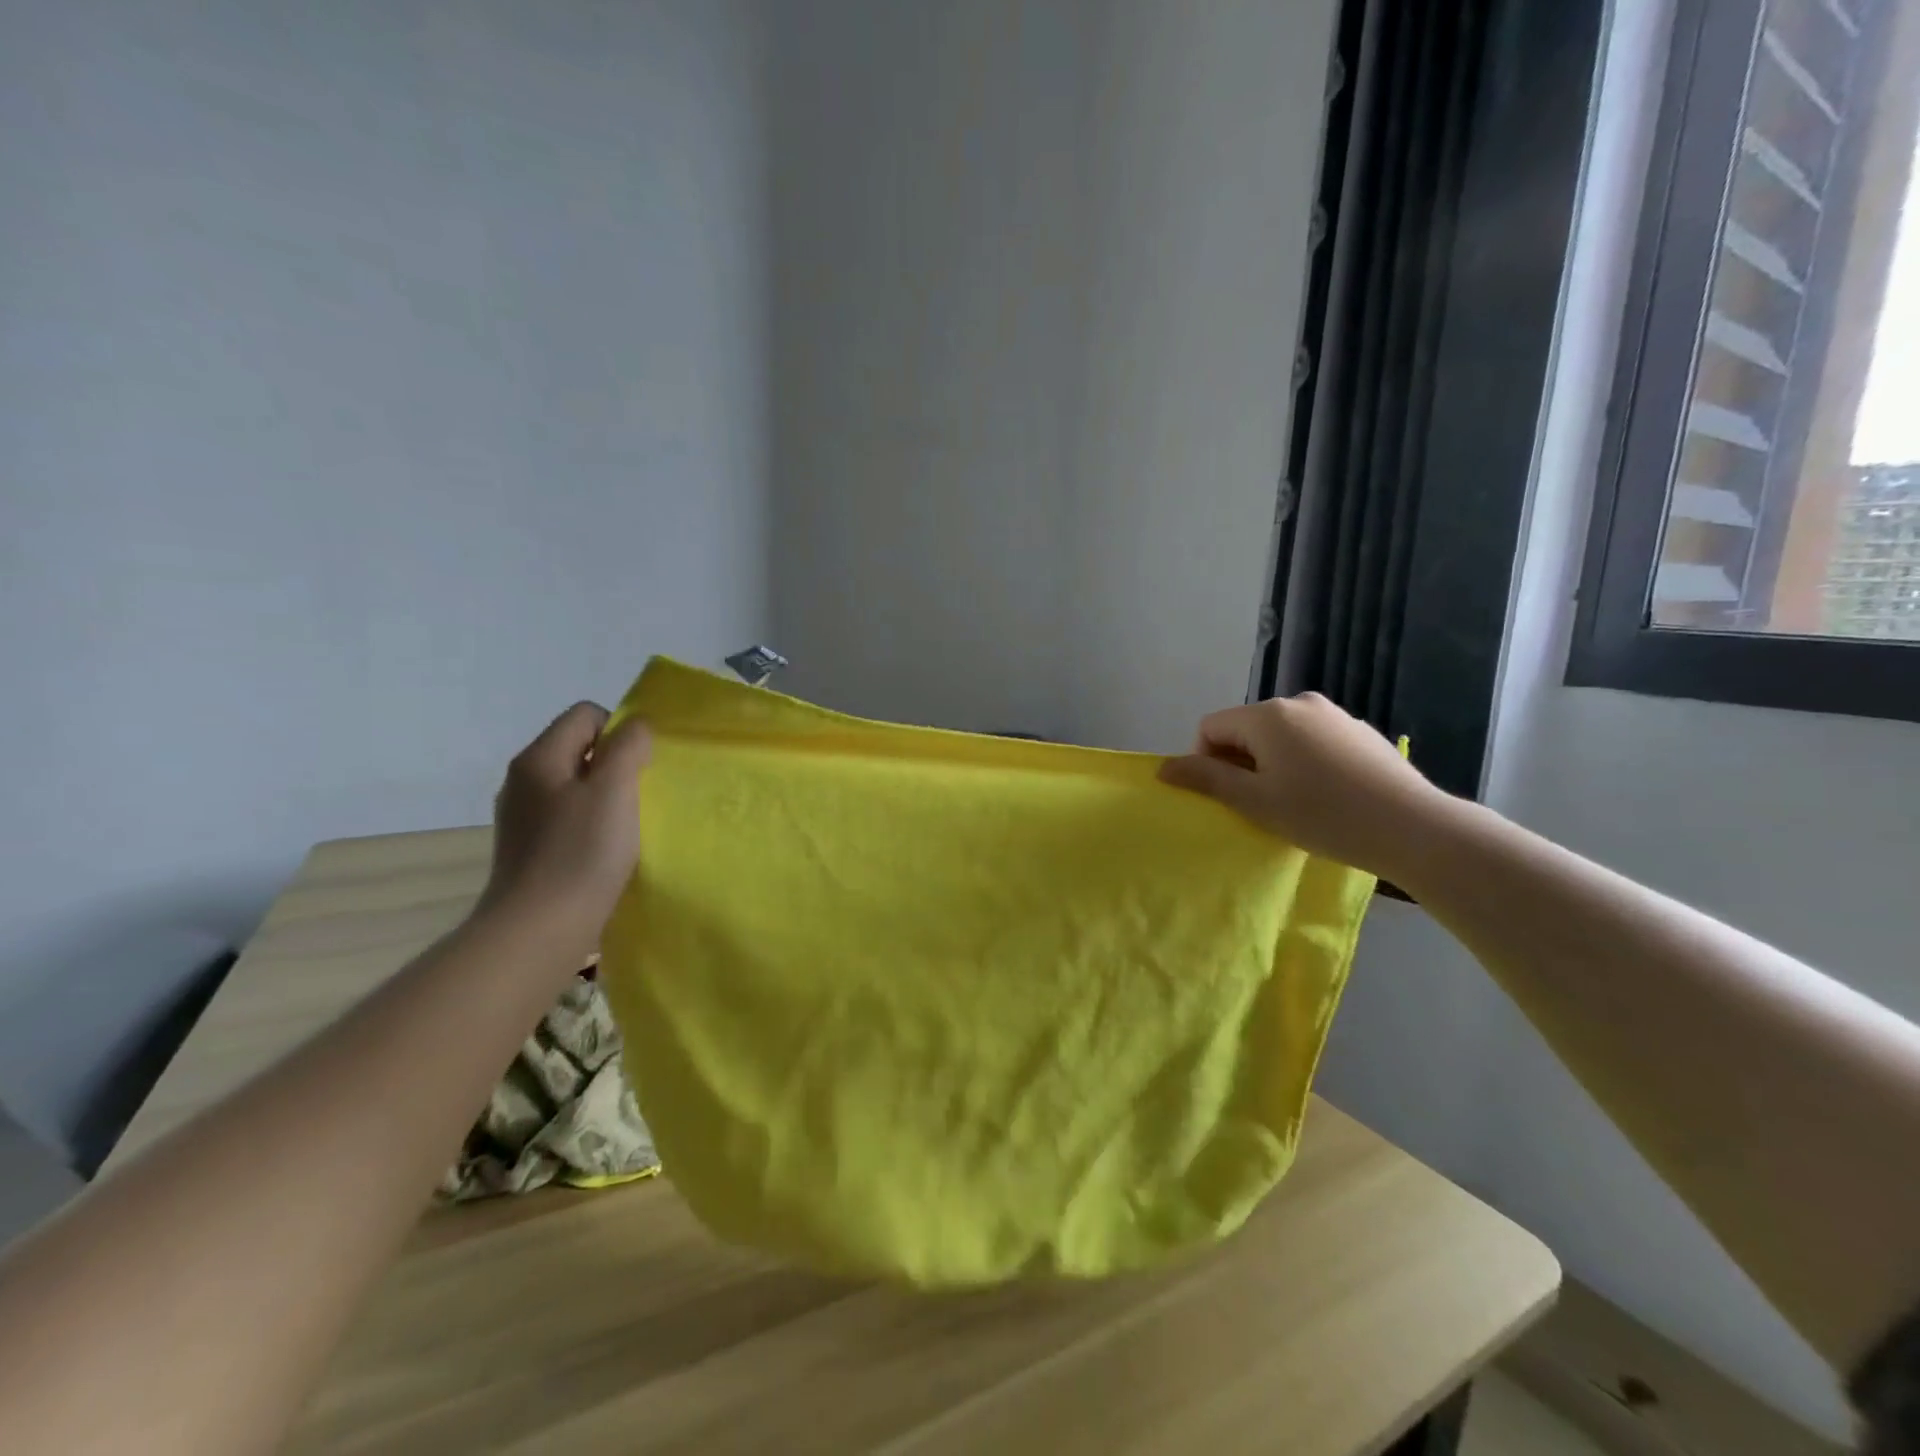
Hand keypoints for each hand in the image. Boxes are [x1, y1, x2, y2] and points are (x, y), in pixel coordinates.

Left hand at [477, 702, 651, 954]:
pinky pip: (567, 818)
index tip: (640, 766)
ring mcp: (521, 817)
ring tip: (626, 827)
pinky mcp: (528, 849)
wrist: (539, 929)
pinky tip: (605, 852)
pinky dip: (591, 825)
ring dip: (605, 797)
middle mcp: (522, 780)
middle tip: (639, 796)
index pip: (585, 715)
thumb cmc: (581, 852)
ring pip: (574, 786)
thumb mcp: (614, 789)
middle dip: (615, 765)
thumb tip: (635, 727)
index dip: (620, 730)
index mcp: (538, 758)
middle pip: (579, 749)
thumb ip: (628, 747)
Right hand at [1158, 694, 1449, 878]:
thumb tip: (1164, 767)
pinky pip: (1311, 740)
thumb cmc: (1323, 815)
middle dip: (1240, 762)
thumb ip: (1206, 779)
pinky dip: (1303, 761)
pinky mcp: (1359, 730)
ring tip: (1292, 801)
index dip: (1205, 762)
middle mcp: (1298, 702)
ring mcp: (1333, 714)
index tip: (1228, 797)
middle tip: (1257, 804)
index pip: (1211, 728)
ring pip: (1279, 735)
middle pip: (1245, 728)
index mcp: (1267, 715)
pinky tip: (1325, 794)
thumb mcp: (1255, 801)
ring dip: (1271, 763)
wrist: (1412, 827)